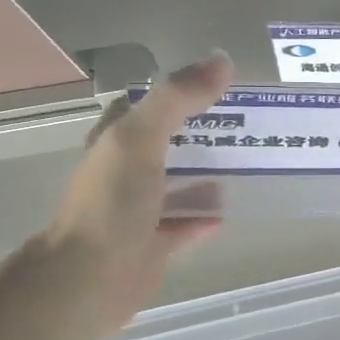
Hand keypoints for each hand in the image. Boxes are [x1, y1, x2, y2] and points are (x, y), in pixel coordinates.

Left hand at [44, 50, 233, 332]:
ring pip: (178, 184)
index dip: (177, 92)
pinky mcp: (154, 245)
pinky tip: (229, 210)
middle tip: (246, 124)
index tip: (218, 85)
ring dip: (206, 175)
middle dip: (201, 134)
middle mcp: (125, 173)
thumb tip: (222, 61)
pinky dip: (204, 217)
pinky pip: (185, 225)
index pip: (145, 106)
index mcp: (116, 142)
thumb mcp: (142, 137)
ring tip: (248, 164)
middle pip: (168, 144)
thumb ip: (178, 98)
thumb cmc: (112, 202)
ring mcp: (139, 211)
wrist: (90, 278)